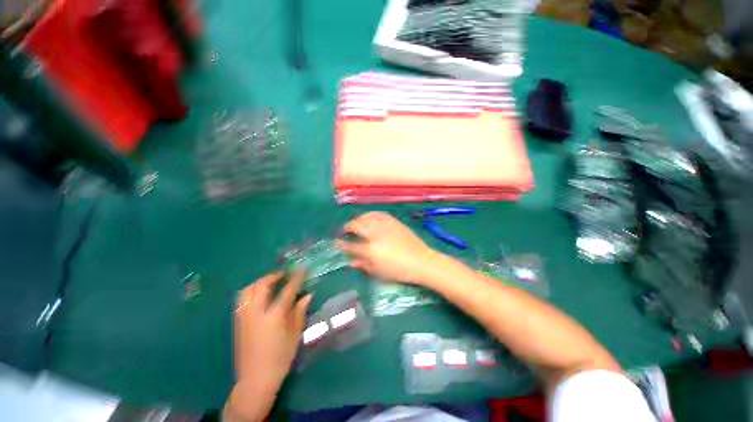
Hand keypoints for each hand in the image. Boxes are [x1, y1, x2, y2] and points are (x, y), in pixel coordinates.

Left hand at [232, 271, 311, 404]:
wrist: (255, 379)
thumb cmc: (280, 358)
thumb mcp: (295, 335)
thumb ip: (299, 312)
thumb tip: (308, 295)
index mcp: (274, 317)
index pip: (287, 291)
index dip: (296, 278)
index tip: (302, 269)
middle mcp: (256, 313)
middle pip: (261, 286)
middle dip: (273, 276)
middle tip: (283, 275)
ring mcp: (244, 318)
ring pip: (247, 291)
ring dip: (259, 282)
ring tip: (270, 283)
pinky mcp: (237, 323)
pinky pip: (241, 299)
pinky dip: (251, 291)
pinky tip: (259, 296)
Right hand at [338, 212, 435, 284]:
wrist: (421, 261)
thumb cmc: (399, 271)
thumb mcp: (379, 272)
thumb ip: (363, 265)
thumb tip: (350, 261)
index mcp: (370, 250)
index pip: (350, 245)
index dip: (341, 244)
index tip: (337, 242)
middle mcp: (375, 235)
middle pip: (356, 225)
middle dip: (347, 227)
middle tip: (345, 231)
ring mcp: (384, 226)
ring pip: (366, 217)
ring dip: (358, 219)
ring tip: (357, 223)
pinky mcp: (393, 221)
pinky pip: (379, 214)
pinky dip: (371, 215)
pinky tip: (369, 217)